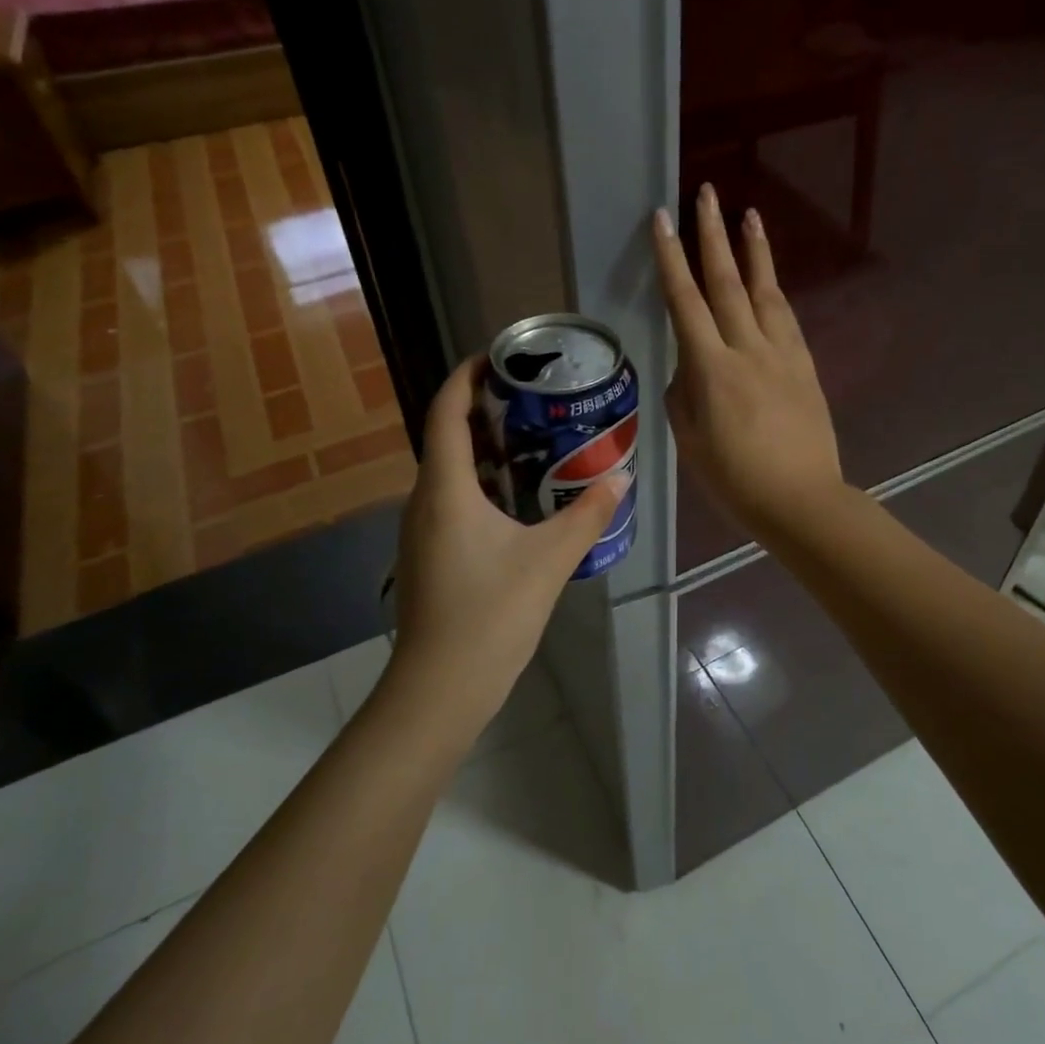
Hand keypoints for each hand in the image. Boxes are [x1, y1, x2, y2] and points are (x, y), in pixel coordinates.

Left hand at [384, 358, 628, 732]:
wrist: (440, 688)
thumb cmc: (490, 615)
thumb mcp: (550, 559)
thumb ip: (588, 514)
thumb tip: (622, 475)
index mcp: (445, 489)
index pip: (446, 411)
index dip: (466, 376)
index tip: (498, 355)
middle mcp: (425, 500)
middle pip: (447, 436)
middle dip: (484, 410)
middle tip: (533, 397)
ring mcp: (422, 530)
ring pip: (450, 471)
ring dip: (485, 448)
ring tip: (534, 439)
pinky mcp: (430, 554)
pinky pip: (453, 499)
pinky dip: (482, 483)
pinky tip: (520, 498)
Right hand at [654, 183, 843, 542]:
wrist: (801, 500)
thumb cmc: (735, 479)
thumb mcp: (690, 441)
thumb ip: (682, 395)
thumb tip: (687, 367)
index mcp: (711, 369)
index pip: (685, 301)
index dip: (671, 258)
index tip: (663, 219)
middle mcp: (748, 349)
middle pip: (726, 282)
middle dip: (713, 235)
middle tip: (706, 194)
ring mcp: (782, 354)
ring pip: (765, 291)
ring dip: (754, 251)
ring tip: (749, 215)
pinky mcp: (805, 366)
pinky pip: (786, 318)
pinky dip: (774, 290)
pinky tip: (770, 278)